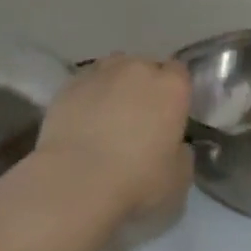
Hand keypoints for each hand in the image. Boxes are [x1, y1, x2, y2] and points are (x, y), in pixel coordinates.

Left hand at [34, 54, 192, 220]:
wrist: (75, 183)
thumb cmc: (136, 181)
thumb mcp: (179, 178)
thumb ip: (182, 152)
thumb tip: (174, 145)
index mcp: (171, 87)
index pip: (180, 73)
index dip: (175, 92)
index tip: (169, 114)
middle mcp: (138, 69)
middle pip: (146, 67)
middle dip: (145, 86)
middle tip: (138, 119)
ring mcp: (101, 73)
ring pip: (114, 69)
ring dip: (116, 86)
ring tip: (108, 116)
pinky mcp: (69, 85)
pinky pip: (86, 84)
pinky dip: (88, 96)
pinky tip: (82, 121)